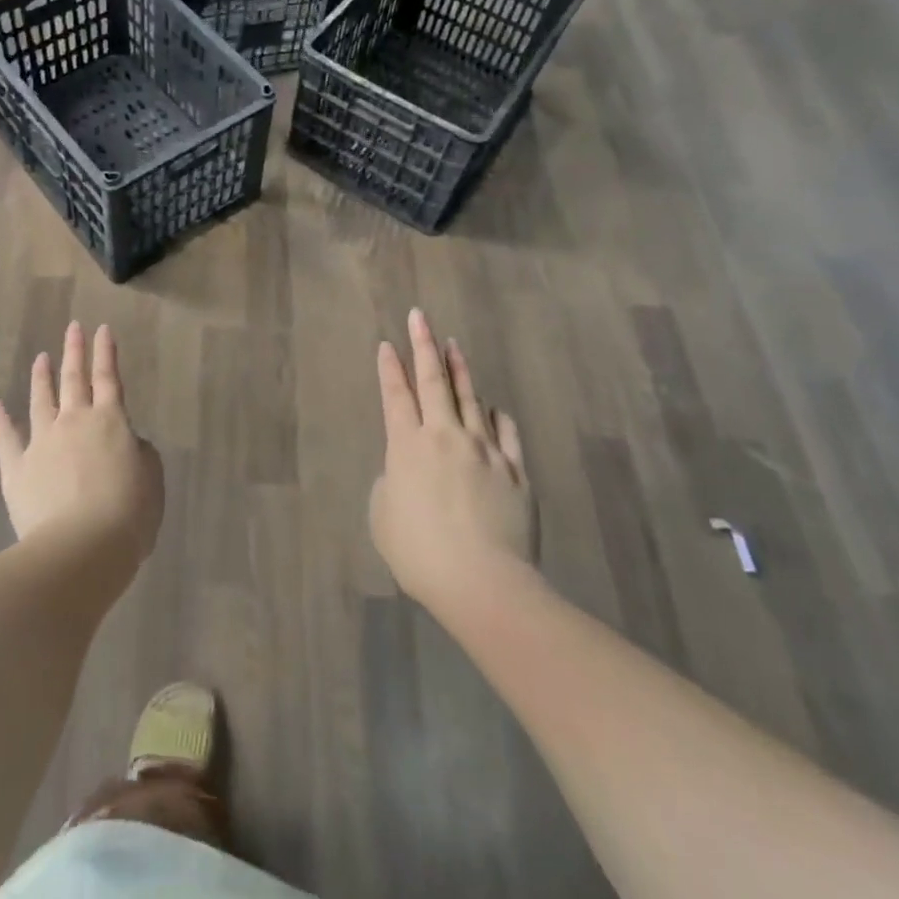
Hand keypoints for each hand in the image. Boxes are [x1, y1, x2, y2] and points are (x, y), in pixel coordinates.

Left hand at [0, 322, 162, 561]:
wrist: (82, 548)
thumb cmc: (128, 514)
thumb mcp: (151, 478)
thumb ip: (138, 451)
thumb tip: (125, 441)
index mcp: (110, 421)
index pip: (108, 377)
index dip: (106, 352)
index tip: (101, 329)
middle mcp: (74, 422)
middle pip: (74, 379)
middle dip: (74, 351)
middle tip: (73, 327)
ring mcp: (42, 442)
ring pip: (41, 400)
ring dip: (42, 376)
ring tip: (41, 357)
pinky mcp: (17, 468)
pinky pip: (5, 438)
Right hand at [369, 309, 536, 610]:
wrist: (482, 581)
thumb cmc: (419, 553)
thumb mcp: (383, 516)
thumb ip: (392, 482)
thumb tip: (406, 471)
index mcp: (407, 446)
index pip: (396, 395)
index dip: (390, 367)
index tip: (388, 343)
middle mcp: (445, 436)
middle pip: (433, 381)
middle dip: (424, 345)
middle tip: (420, 317)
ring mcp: (484, 450)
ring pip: (470, 398)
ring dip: (460, 370)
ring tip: (454, 345)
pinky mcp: (515, 471)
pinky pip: (504, 432)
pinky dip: (494, 415)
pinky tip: (491, 407)